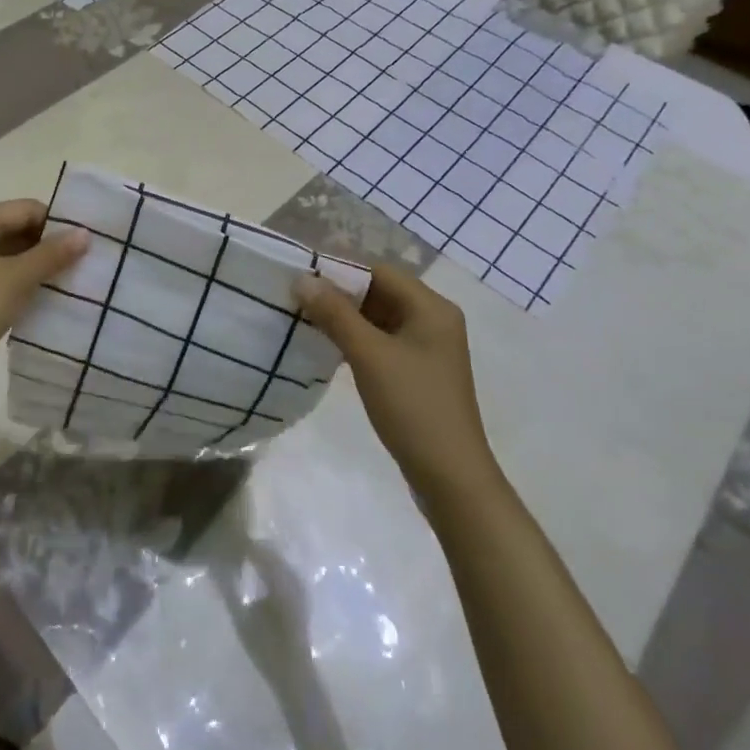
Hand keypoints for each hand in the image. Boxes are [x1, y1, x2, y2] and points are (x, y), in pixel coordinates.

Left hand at [0, 199, 87, 387]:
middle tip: (82, 261)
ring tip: (69, 278)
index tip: (85, 241)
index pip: (25, 209)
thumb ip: (52, 254)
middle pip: (16, 228)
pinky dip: (21, 280)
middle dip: (48, 244)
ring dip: (36, 264)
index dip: (56, 222)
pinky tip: (43, 294)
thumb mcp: (16, 279)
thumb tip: (85, 233)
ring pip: (9, 253)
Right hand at [294, 264, 498, 499]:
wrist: (451, 479)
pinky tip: (329, 347)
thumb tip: (302, 278)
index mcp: (432, 307)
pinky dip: (357, 338)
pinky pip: (383, 340)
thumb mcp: (369, 355)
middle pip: (380, 291)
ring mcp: (428, 348)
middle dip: (340, 294)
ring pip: (379, 317)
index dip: (340, 269)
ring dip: (345, 317)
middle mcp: (434, 320)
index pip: (379, 270)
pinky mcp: (418, 371)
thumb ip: (334, 313)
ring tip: (306, 319)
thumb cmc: (412, 406)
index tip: (302, 276)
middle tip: (298, 298)